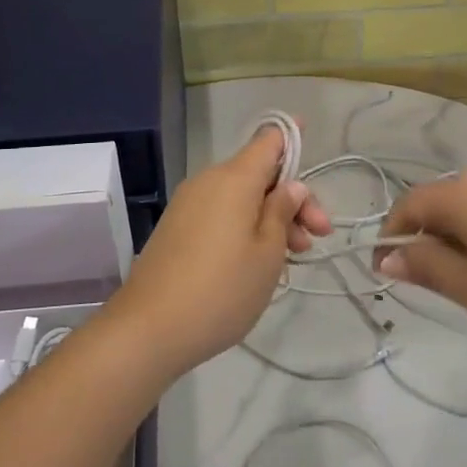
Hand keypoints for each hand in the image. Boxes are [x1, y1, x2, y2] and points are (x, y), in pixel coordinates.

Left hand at [105, 127, 330, 377]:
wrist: (148, 329)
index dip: (292, 137)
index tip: (312, 139)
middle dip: (292, 200)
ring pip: (241, 198)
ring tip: (293, 257)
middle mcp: (209, 181)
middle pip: (259, 174)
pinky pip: (221, 214)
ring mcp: (189, 205)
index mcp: (234, 178)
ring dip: (271, 218)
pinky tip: (259, 262)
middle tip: (318, 236)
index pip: (268, 140)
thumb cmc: (222, 289)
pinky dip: (245, 228)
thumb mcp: (268, 252)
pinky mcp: (177, 229)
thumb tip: (291, 185)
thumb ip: (282, 211)